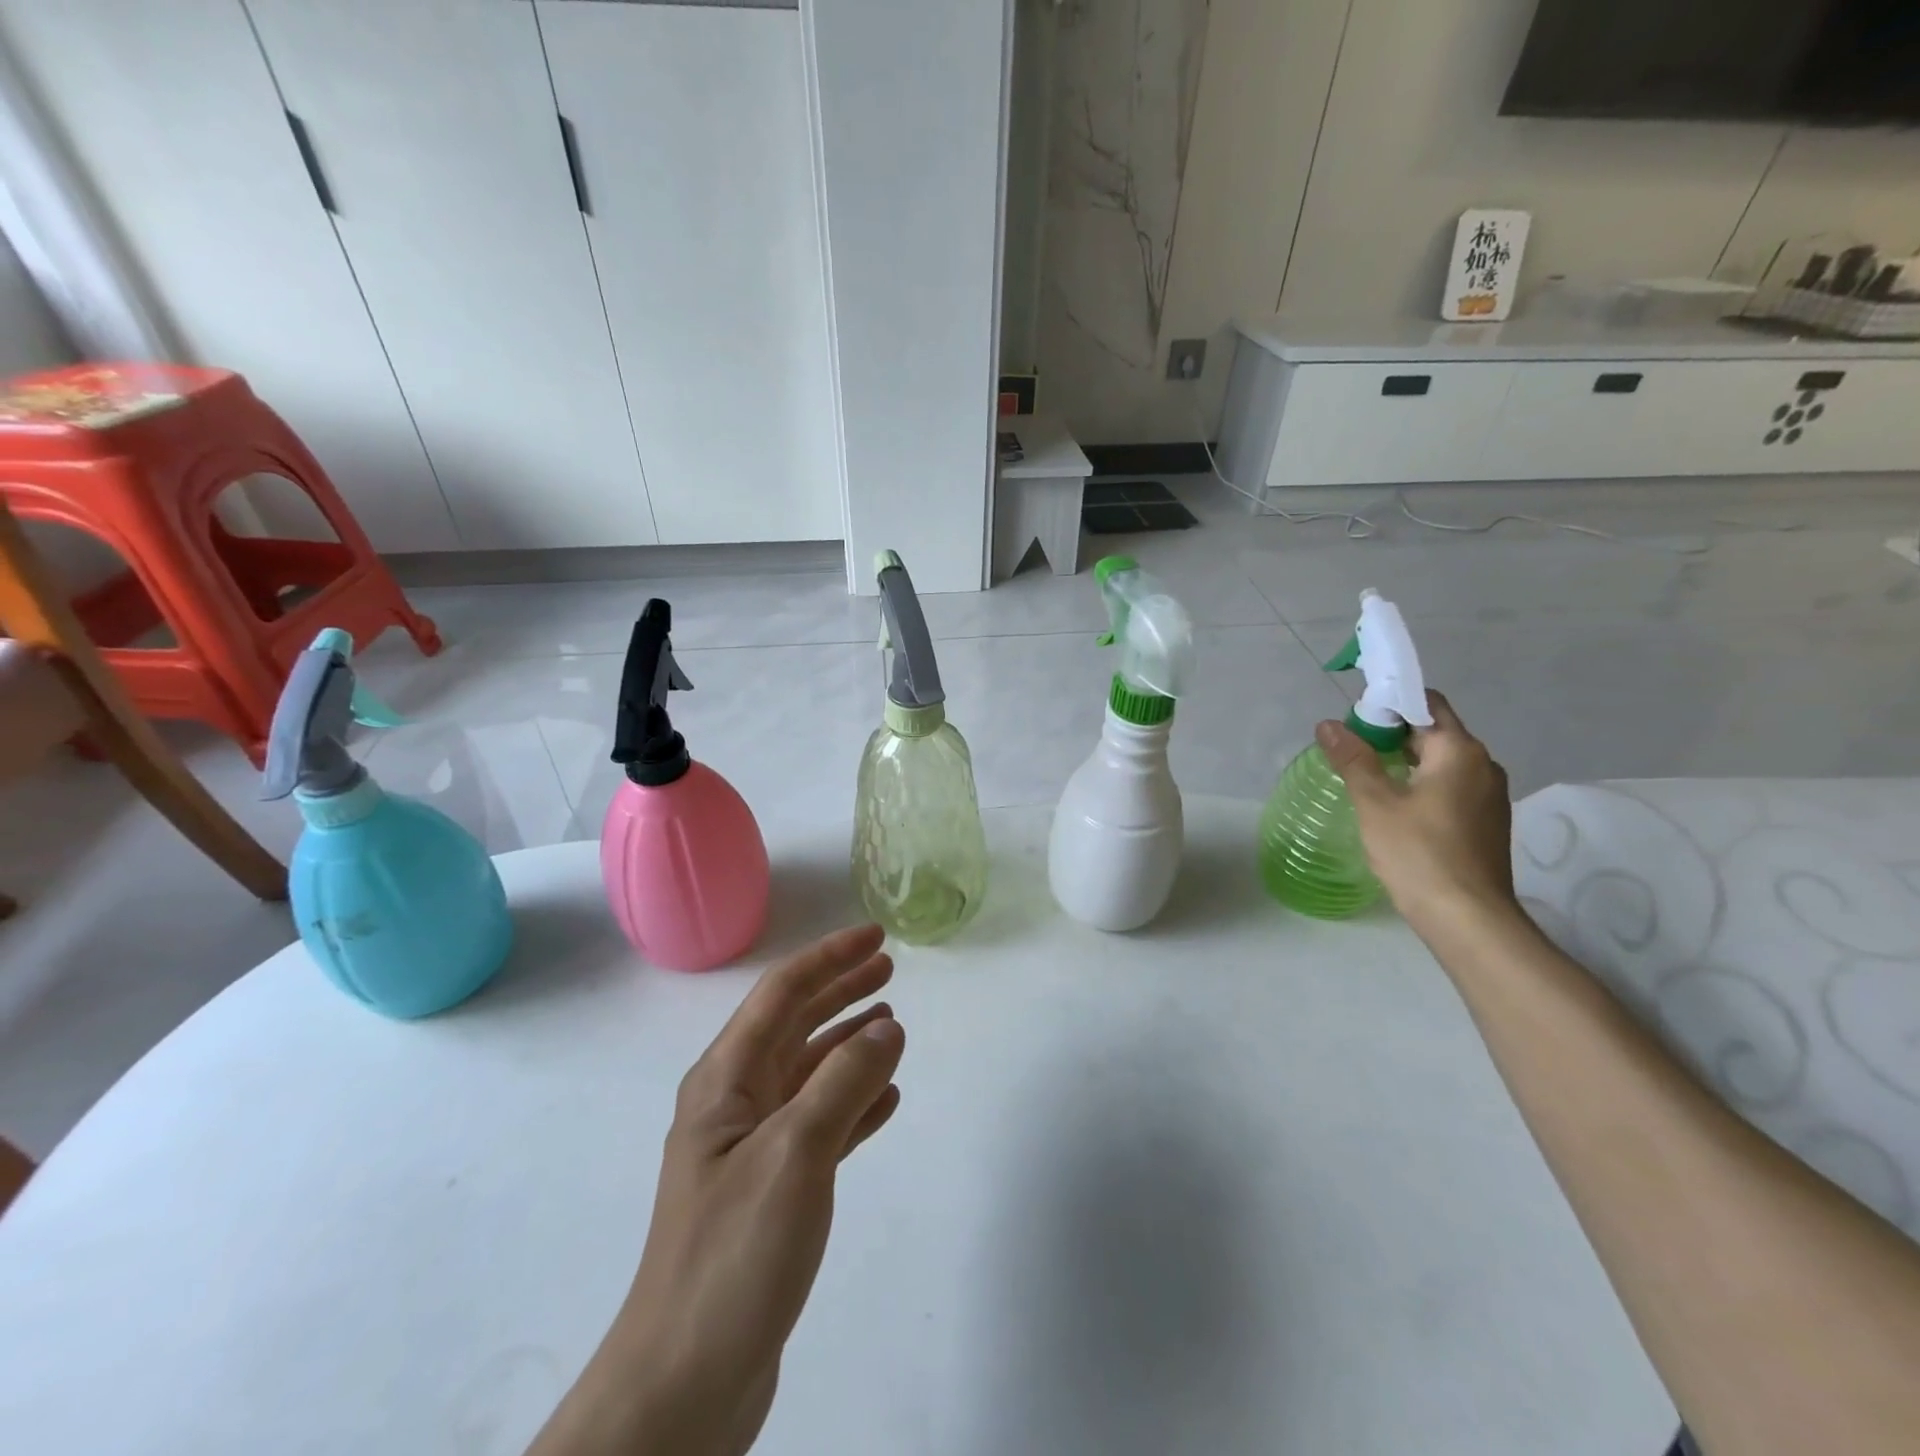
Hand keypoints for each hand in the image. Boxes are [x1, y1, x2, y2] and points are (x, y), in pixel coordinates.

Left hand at [527, 924, 903, 1455]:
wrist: (684, 1386)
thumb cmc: (733, 1254)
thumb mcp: (795, 1153)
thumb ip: (844, 1082)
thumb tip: (887, 1027)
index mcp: (726, 1080)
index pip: (782, 993)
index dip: (829, 958)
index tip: (875, 935)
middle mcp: (735, 1103)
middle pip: (795, 1025)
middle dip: (840, 991)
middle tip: (889, 968)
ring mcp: (752, 1148)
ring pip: (810, 1073)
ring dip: (849, 1042)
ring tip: (893, 1022)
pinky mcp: (772, 1190)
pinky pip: (821, 1123)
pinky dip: (853, 1102)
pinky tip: (885, 1099)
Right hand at [1317, 690, 1516, 933]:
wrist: (1467, 918)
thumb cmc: (1418, 852)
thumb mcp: (1375, 803)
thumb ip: (1353, 759)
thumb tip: (1328, 724)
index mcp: (1460, 751)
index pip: (1426, 704)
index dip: (1389, 704)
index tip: (1354, 721)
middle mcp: (1484, 765)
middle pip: (1434, 732)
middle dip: (1392, 734)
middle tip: (1350, 750)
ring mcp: (1490, 796)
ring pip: (1442, 762)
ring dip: (1406, 761)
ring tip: (1367, 778)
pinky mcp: (1487, 822)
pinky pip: (1451, 787)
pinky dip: (1422, 785)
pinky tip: (1395, 808)